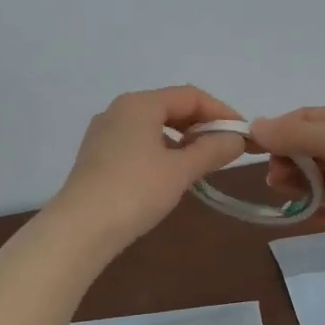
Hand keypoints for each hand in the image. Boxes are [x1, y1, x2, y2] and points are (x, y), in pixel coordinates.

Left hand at [49, 87, 249, 249]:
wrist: (80, 228)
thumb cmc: (135, 191)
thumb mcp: (180, 170)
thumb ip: (212, 150)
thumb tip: (237, 139)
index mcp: (139, 103)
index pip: (190, 96)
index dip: (221, 112)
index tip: (243, 134)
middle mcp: (119, 110)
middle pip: (170, 107)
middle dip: (201, 125)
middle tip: (227, 149)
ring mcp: (103, 133)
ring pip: (153, 125)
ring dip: (182, 139)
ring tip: (202, 162)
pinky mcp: (96, 156)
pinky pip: (137, 142)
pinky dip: (161, 150)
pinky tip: (170, 173)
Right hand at [248, 105, 324, 270]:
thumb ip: (295, 134)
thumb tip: (255, 126)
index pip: (311, 118)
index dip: (281, 129)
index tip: (255, 146)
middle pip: (315, 148)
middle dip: (289, 158)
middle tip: (272, 176)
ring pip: (324, 179)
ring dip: (299, 183)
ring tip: (281, 191)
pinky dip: (315, 210)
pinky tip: (296, 214)